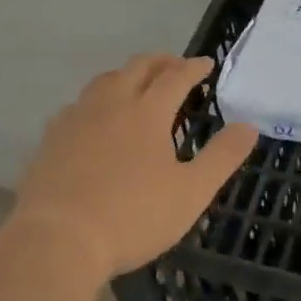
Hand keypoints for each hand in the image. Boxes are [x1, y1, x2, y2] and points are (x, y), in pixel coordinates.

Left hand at [15, 54, 257, 279]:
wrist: (57, 239)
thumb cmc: (132, 217)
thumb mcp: (190, 193)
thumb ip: (222, 157)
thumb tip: (248, 126)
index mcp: (148, 111)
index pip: (176, 76)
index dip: (193, 67)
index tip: (206, 64)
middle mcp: (112, 103)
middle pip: (138, 67)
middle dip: (160, 61)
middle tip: (174, 65)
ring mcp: (77, 117)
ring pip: (104, 80)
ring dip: (126, 75)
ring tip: (135, 84)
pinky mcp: (52, 137)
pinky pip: (76, 105)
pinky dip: (94, 101)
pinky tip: (92, 118)